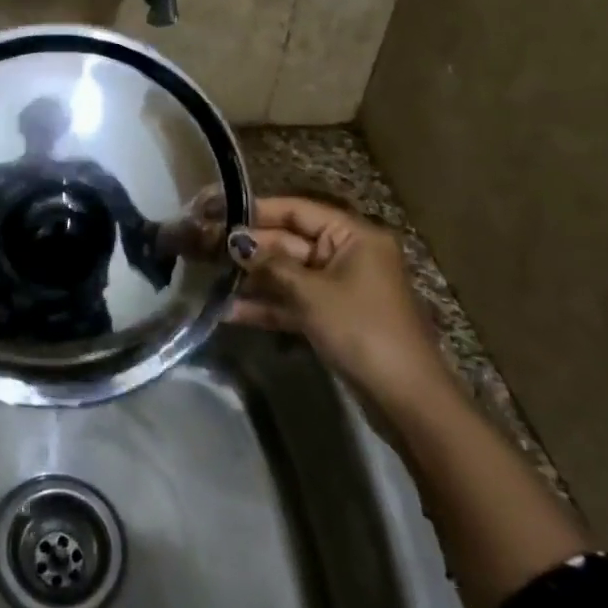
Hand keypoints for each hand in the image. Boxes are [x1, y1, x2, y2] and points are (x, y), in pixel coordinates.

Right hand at [227, 196, 449, 407]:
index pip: (296, 210)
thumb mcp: (312, 293)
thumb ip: (271, 265)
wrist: (405, 397)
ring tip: (208, 275)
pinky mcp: (332, 316)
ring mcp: (339, 287)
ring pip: (287, 273)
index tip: (216, 210)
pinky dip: (267, 305)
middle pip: (288, 241)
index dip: (255, 210)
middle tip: (203, 246)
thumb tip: (235, 242)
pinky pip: (293, 301)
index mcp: (353, 235)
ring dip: (252, 278)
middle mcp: (347, 254)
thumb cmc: (362, 329)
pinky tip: (229, 311)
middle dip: (248, 247)